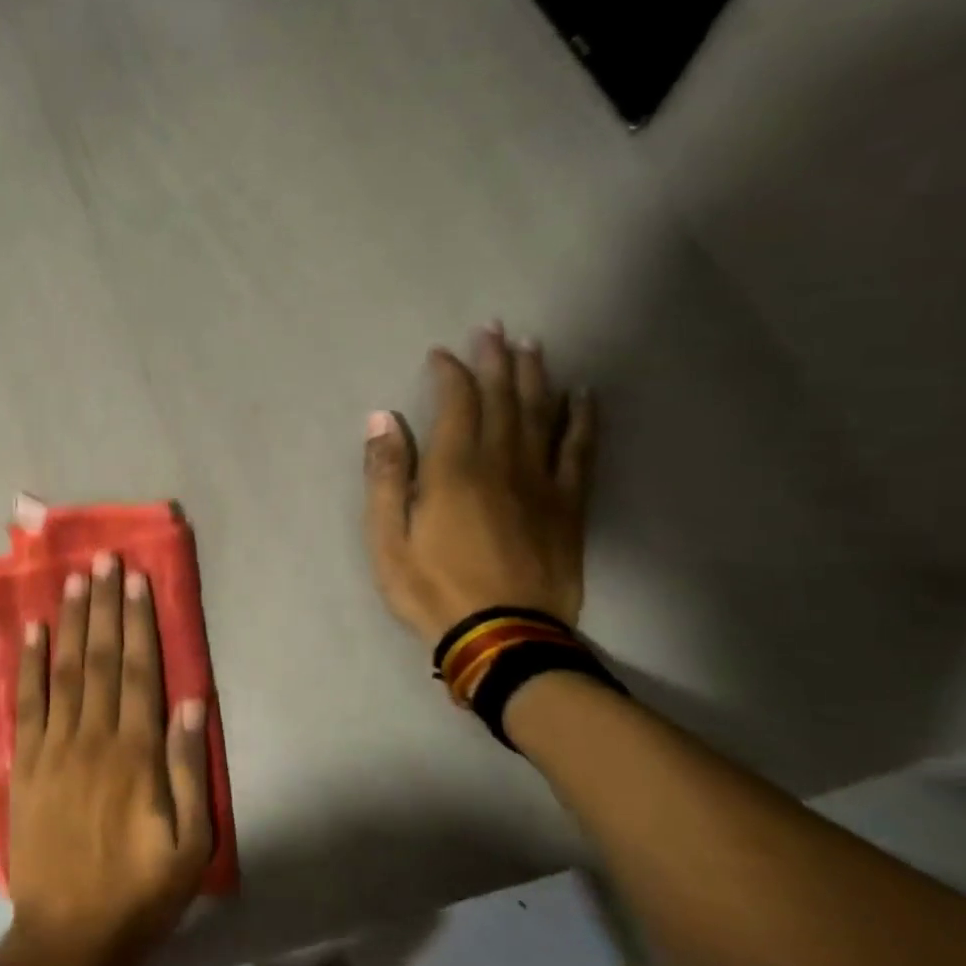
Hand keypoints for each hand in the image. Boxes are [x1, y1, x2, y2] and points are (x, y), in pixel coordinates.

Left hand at [7, 552, 212, 965]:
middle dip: (104, 605)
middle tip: (105, 560)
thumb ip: (190, 769)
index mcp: (136, 754)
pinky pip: (25, 703)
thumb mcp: (190, 844)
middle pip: (100, 658)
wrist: (68, 936)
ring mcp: (53, 747)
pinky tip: (32, 630)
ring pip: (64, 670)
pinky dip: (28, 664)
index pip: (138, 671)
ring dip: (70, 621)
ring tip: (74, 579)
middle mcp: (93, 737)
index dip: (138, 622)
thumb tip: (195, 703)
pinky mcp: (23, 763)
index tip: (137, 580)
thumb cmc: (139, 891)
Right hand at [363, 323, 596, 647]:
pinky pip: (580, 450)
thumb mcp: (386, 538)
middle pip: (504, 398)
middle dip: (496, 360)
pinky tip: (583, 395)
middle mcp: (502, 463)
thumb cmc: (431, 588)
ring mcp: (542, 482)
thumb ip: (386, 476)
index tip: (441, 353)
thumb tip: (382, 419)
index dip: (450, 373)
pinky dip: (582, 418)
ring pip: (542, 414)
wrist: (502, 637)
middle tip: (494, 329)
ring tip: (532, 346)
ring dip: (536, 376)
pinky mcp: (569, 504)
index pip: (457, 403)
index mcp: (454, 470)